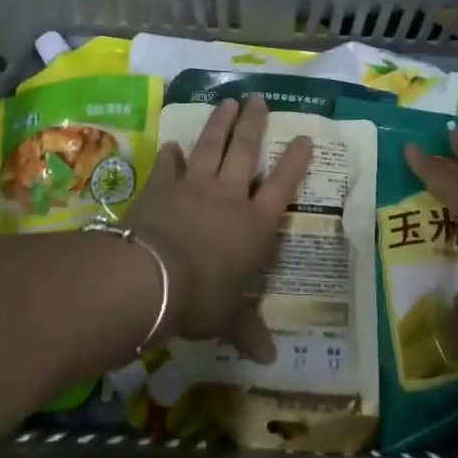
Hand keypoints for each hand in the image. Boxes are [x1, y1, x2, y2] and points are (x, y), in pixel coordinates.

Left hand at [123, 95, 311, 363]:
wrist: (154, 277)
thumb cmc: (202, 298)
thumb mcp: (228, 319)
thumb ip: (248, 329)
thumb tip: (270, 358)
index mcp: (255, 225)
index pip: (284, 186)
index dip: (295, 160)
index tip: (304, 137)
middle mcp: (229, 196)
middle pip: (246, 150)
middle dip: (254, 123)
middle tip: (257, 99)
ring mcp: (194, 186)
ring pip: (211, 145)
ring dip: (220, 123)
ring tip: (228, 102)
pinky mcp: (162, 186)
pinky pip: (170, 164)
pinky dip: (172, 154)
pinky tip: (173, 144)